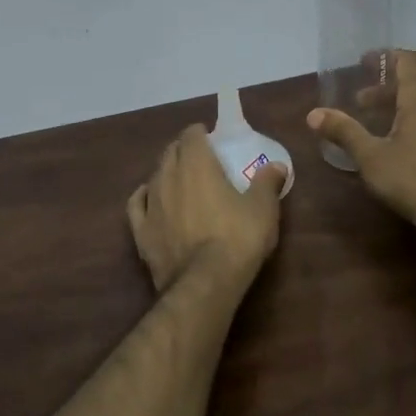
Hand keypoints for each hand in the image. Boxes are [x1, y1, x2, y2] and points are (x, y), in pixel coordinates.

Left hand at [127, 125, 287, 292]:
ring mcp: (151, 204)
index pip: (191, 135)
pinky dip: (144, 196)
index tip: (210, 137)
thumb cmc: (237, 238)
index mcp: (197, 165)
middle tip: (199, 157)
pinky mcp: (141, 231)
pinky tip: (149, 198)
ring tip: (178, 178)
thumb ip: (267, 182)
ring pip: (154, 176)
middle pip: (170, 152)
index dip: (200, 133)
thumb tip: (277, 165)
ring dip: (165, 172)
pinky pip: (137, 204)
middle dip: (183, 149)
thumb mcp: (263, 209)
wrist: (205, 282)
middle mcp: (168, 177)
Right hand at [308, 50, 415, 243]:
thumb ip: (344, 131)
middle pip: (413, 86)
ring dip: (397, 108)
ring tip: (374, 124)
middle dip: (384, 89)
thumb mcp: (370, 156)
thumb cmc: (411, 178)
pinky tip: (396, 146)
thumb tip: (313, 114)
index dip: (386, 56)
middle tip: (359, 102)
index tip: (364, 61)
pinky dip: (410, 124)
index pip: (407, 62)